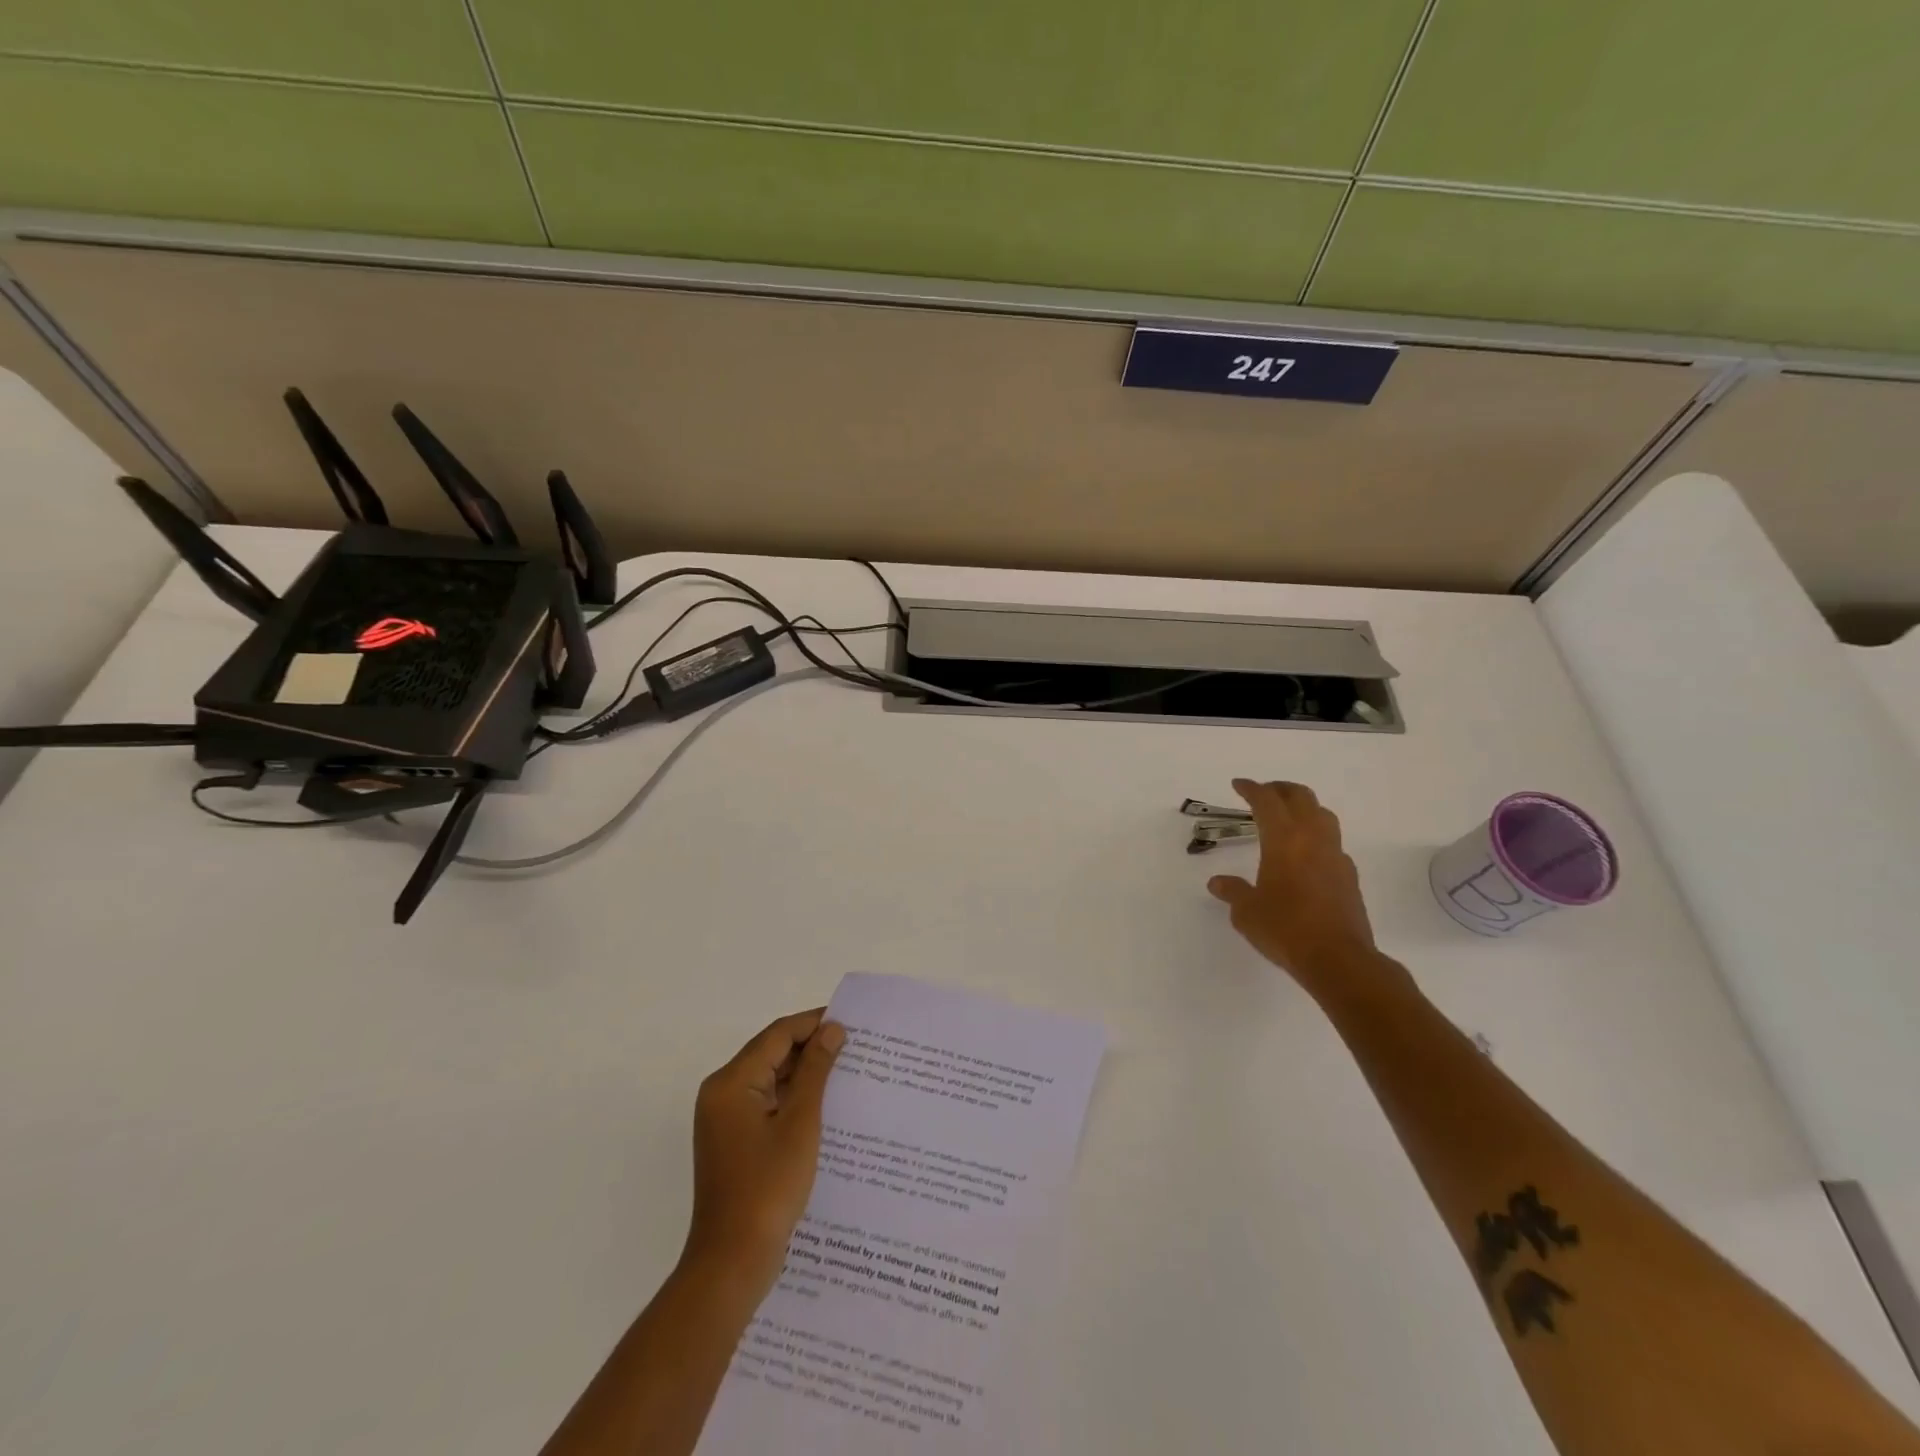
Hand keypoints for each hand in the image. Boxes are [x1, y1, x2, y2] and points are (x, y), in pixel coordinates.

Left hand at [683, 1010, 844, 1296]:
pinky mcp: (734, 1142)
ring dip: (805, 1075)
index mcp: (731, 1082)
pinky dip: (793, 1100)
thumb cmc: (767, 1188)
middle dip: (812, 1048)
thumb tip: (832, 1030)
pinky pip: (766, 1104)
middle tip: (855, 1047)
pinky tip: (826, 1106)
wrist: (732, 1264)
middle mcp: (722, 1093)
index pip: (777, 1035)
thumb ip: (815, 1071)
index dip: (814, 1023)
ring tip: (848, 1072)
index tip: (852, 1022)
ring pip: (770, 1080)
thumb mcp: (800, 1124)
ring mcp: (726, 1120)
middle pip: (771, 1054)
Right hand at [1206, 779, 1400, 1004]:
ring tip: (1287, 817)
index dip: (1251, 788)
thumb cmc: (1285, 928)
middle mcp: (1312, 838)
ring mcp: (1335, 856)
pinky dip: (1317, 836)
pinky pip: (1332, 843)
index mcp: (1283, 839)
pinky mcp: (1349, 876)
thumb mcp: (1247, 911)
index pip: (1266, 800)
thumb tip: (1218, 883)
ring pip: (1323, 815)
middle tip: (1263, 793)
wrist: (1338, 959)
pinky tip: (1306, 855)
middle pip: (1301, 797)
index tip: (1238, 785)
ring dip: (1304, 808)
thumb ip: (1233, 891)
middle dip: (1280, 789)